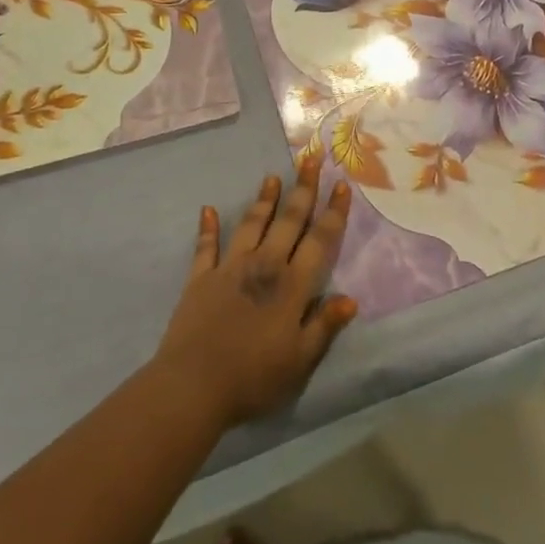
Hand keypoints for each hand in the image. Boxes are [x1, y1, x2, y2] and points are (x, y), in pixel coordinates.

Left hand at [151, 156, 357, 430]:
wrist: (194, 385)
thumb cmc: (253, 377)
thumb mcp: (299, 361)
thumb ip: (324, 326)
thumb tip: (350, 298)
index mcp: (292, 286)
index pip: (319, 240)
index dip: (333, 212)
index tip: (341, 184)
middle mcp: (264, 266)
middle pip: (288, 221)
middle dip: (303, 188)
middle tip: (310, 158)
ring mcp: (230, 268)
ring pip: (252, 224)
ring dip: (264, 200)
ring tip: (272, 177)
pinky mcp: (201, 278)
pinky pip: (206, 246)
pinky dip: (207, 227)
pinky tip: (208, 209)